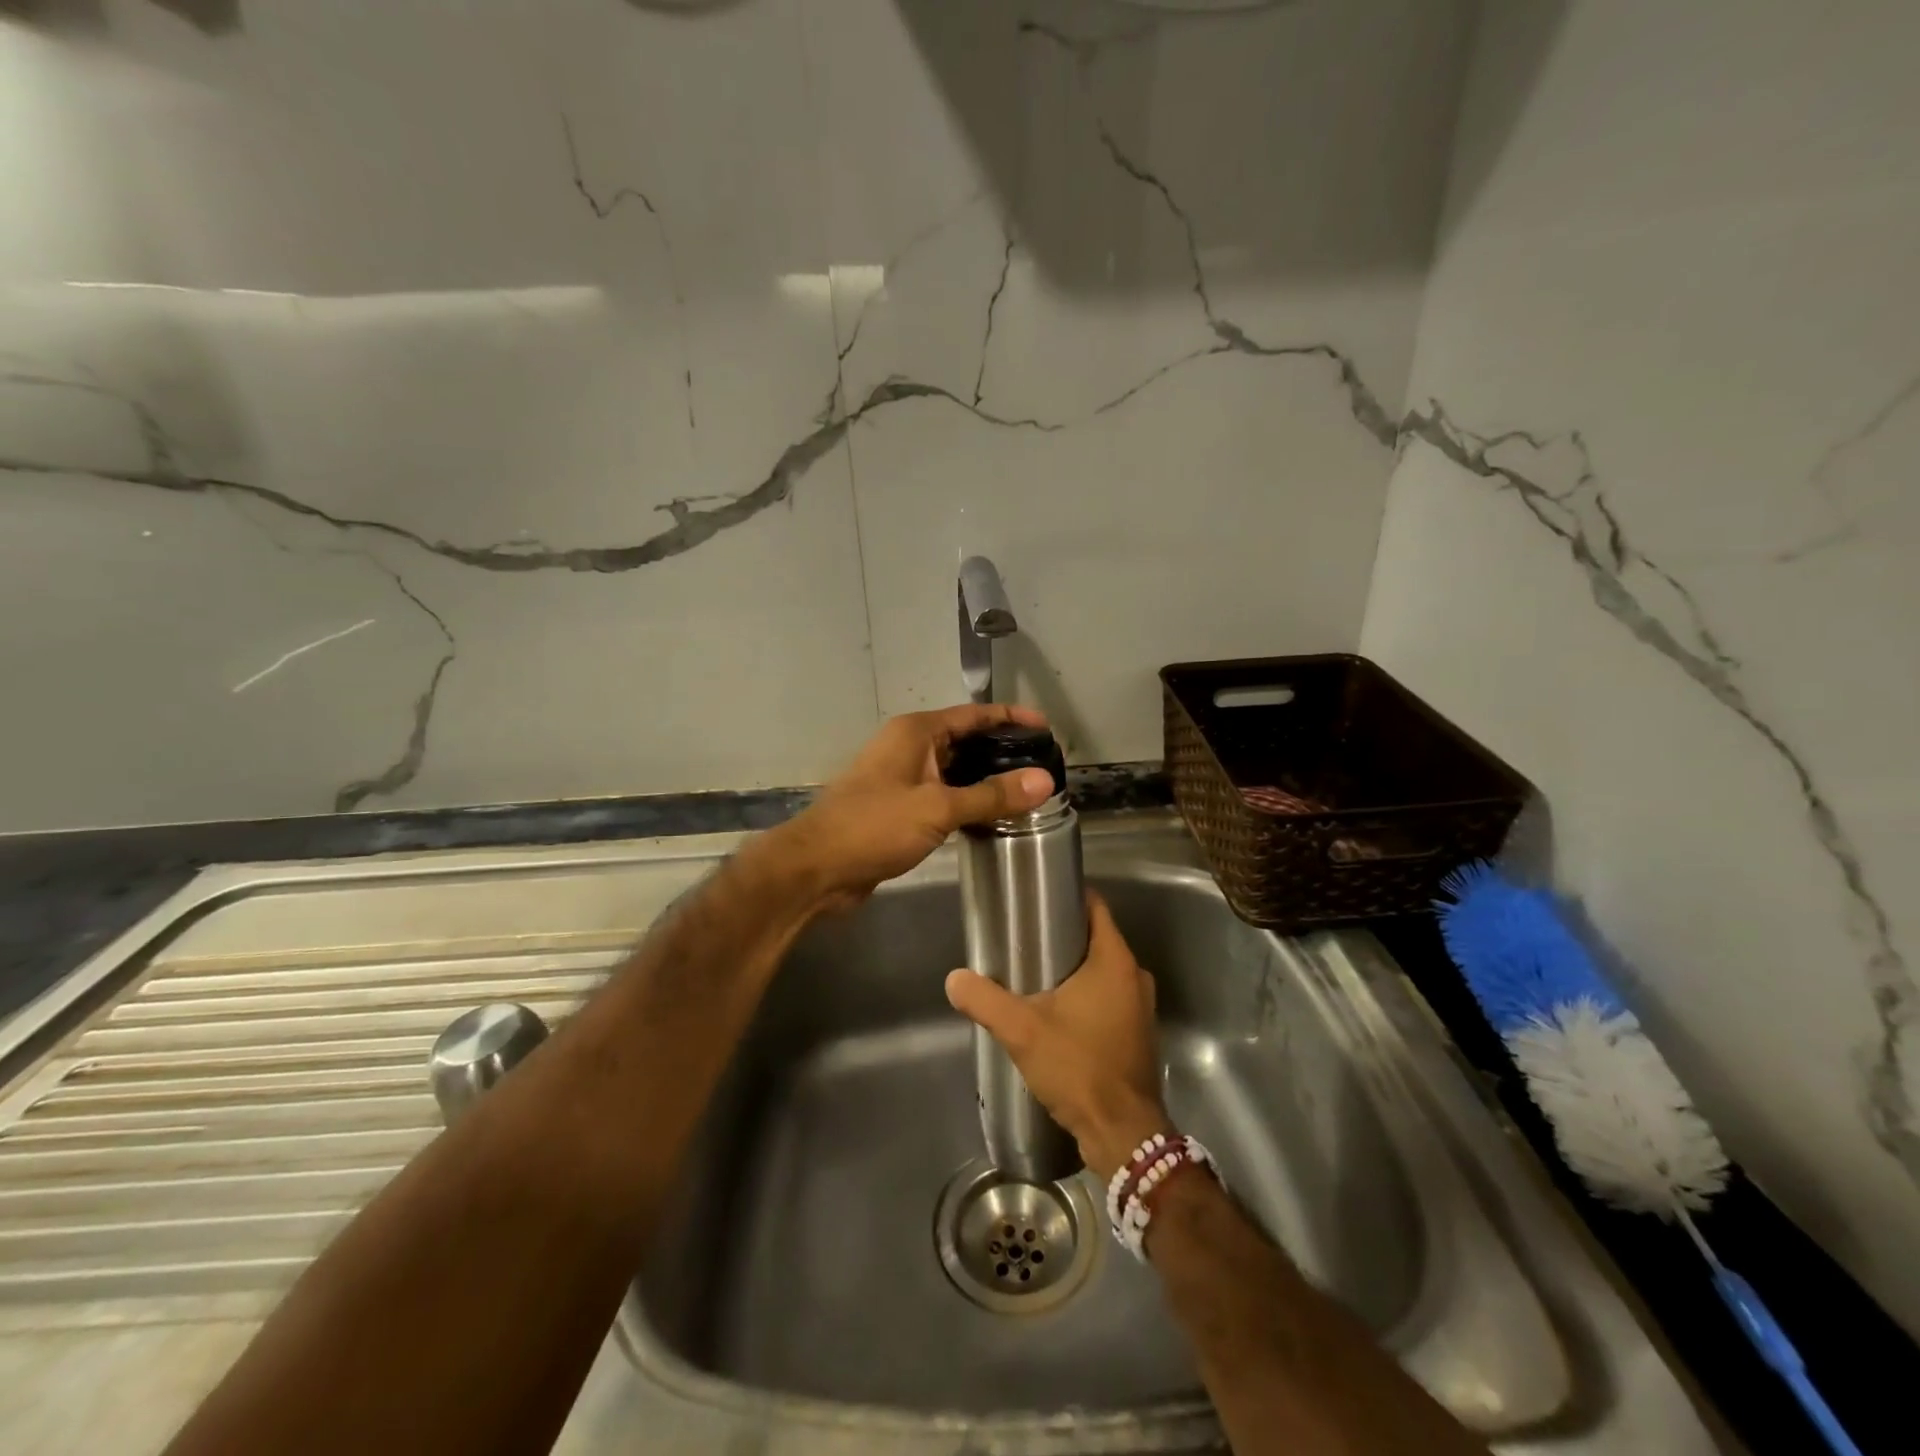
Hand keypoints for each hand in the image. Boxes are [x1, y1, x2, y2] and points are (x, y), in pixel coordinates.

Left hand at [760, 704, 1056, 908]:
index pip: (974, 715)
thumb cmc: (874, 826)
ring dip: (987, 781)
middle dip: (1003, 752)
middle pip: (967, 741)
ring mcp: (903, 778)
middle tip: (1044, 767)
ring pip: (956, 772)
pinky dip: (968, 803)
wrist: (817, 868)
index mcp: (916, 732)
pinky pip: (944, 796)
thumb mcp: (937, 808)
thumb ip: (991, 795)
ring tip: (1029, 794)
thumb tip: (1044, 781)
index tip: (1047, 729)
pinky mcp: (900, 808)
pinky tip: (994, 818)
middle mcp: (910, 748)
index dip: (1011, 718)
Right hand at [945, 893, 1172, 1179]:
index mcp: (1115, 961)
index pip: (1095, 908)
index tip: (1037, 898)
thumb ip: (986, 1000)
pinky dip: (1087, 995)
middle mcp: (1135, 976)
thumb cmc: (1078, 1067)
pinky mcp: (1137, 1032)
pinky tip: (1057, 1010)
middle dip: (1063, 934)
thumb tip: (953, 979)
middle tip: (1024, 937)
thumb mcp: (1023, 1031)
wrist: (1122, 1133)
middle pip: (1097, 938)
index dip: (1068, 896)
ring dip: (1074, 968)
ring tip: (1034, 972)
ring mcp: (1140, 1006)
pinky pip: (1110, 997)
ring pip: (1103, 971)